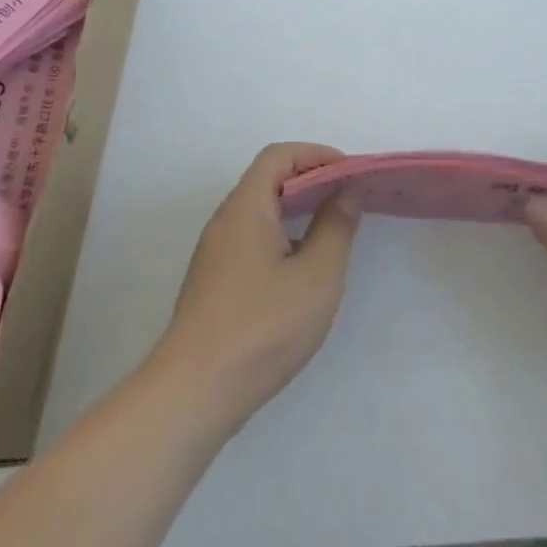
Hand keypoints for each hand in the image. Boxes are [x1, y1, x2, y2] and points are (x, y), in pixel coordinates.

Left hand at [148, 143, 360, 435]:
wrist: (195, 391)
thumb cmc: (263, 327)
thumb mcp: (316, 276)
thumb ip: (336, 227)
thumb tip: (346, 191)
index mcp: (246, 208)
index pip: (279, 156)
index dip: (317, 155)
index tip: (351, 174)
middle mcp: (225, 221)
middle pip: (267, 180)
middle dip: (311, 180)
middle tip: (349, 199)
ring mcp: (215, 253)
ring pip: (259, 212)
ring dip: (296, 210)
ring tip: (333, 229)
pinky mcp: (214, 282)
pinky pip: (252, 239)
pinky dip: (282, 235)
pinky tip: (302, 268)